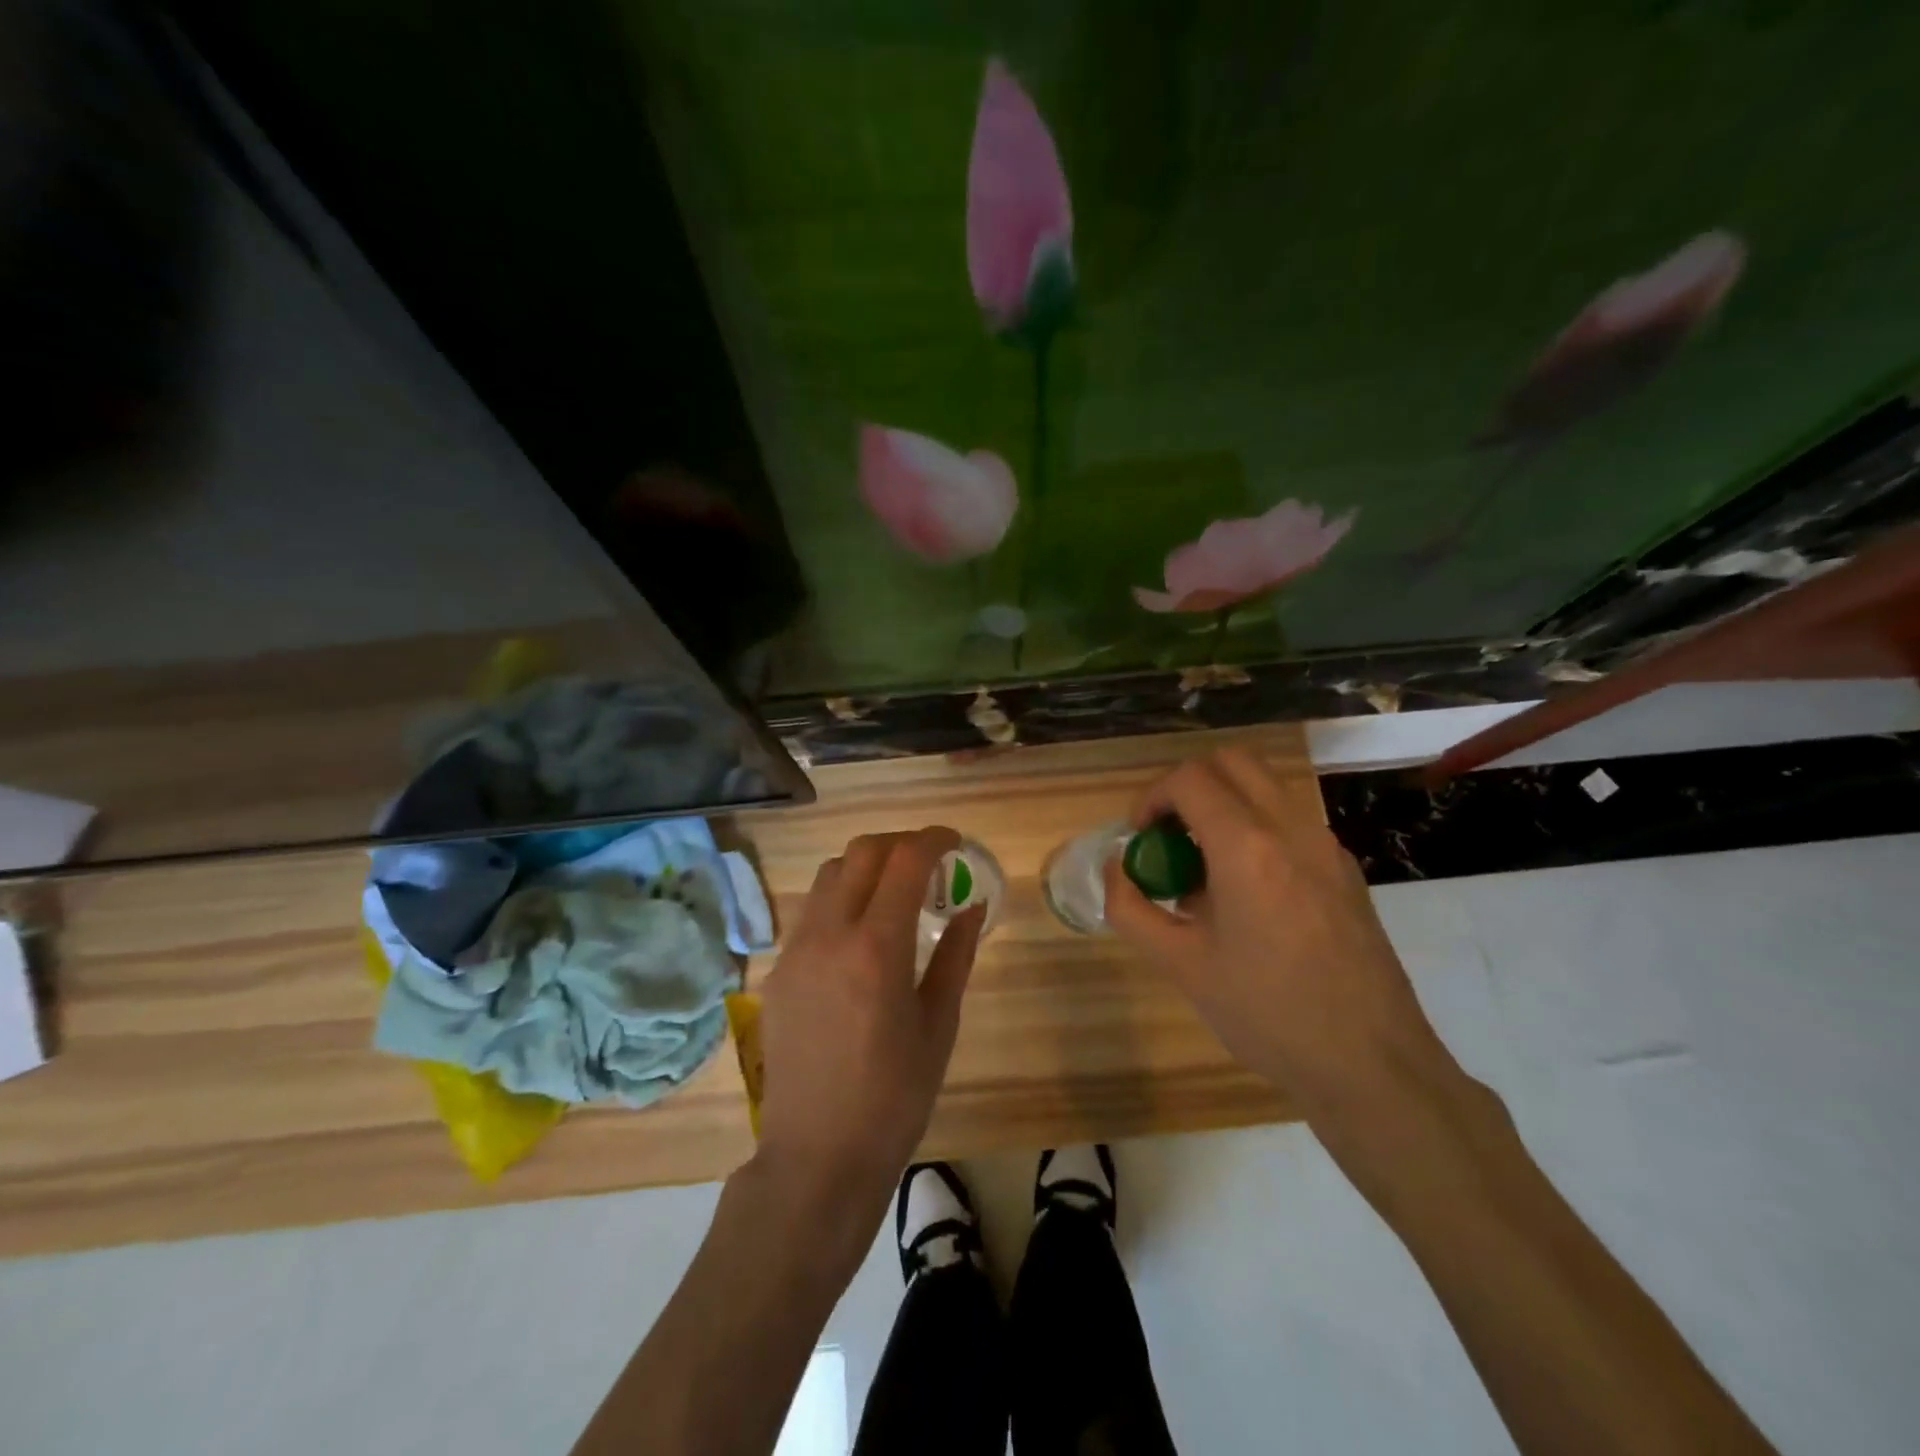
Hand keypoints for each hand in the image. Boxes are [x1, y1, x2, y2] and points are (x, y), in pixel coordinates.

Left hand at [754, 827, 984, 1223]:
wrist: (817, 1155)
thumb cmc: (894, 1096)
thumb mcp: (939, 1024)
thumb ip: (956, 955)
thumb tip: (972, 906)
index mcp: (877, 948)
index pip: (905, 861)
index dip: (934, 840)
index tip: (954, 842)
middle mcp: (829, 934)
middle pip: (861, 852)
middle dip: (899, 843)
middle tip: (928, 862)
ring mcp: (795, 950)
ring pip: (828, 874)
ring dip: (865, 866)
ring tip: (894, 893)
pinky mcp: (777, 970)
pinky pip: (810, 911)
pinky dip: (841, 899)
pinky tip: (860, 934)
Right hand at [1103, 748, 1451, 1119]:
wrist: (1372, 1066)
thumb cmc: (1267, 1014)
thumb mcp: (1181, 965)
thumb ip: (1131, 909)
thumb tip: (1114, 869)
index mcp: (1247, 848)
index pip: (1189, 779)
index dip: (1152, 797)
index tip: (1138, 836)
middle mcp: (1291, 829)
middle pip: (1232, 762)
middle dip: (1188, 786)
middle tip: (1168, 835)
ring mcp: (1326, 846)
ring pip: (1264, 787)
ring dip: (1223, 805)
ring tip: (1201, 868)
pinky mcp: (1345, 870)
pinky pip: (1289, 821)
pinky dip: (1253, 829)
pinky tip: (1243, 894)